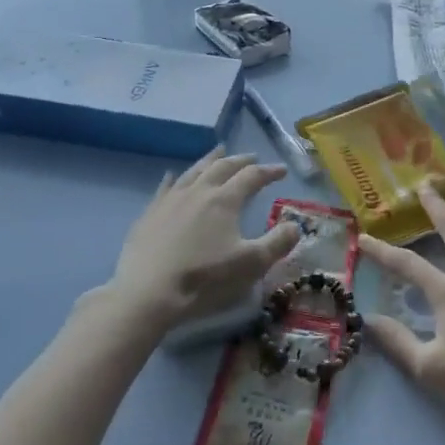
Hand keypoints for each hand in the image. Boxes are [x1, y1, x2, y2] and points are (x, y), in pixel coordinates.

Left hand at [108, 147, 301, 331]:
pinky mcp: (150, 213)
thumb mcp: (251, 264)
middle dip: (240, 160)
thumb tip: (295, 225)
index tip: (281, 171)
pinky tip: (173, 175)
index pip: (252, 176)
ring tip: (219, 152)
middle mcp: (199, 191)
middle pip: (222, 167)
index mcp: (225, 200)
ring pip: (194, 170)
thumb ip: (277, 243)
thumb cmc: (204, 278)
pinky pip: (165, 187)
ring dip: (210, 160)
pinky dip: (174, 178)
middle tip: (252, 157)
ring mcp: (171, 199)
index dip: (269, 172)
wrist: (148, 292)